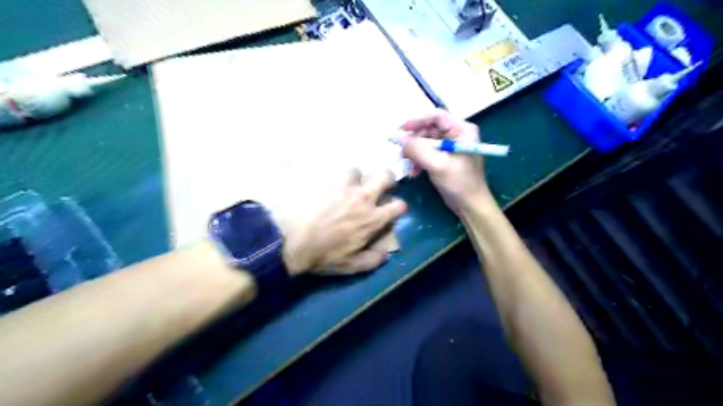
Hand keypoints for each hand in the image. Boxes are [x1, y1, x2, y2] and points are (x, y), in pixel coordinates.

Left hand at [282, 169, 405, 277]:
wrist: (288, 238)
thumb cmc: (320, 254)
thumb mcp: (349, 266)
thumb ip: (372, 260)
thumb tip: (386, 254)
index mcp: (371, 218)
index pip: (397, 206)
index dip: (399, 206)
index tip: (394, 208)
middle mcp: (362, 197)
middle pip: (385, 176)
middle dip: (387, 179)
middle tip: (378, 185)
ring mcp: (343, 184)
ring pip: (357, 169)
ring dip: (353, 178)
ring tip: (342, 185)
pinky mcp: (323, 176)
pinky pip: (331, 167)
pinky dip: (330, 174)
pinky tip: (322, 181)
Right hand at [397, 109, 493, 214]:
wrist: (471, 206)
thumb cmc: (459, 183)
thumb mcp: (437, 165)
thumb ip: (417, 150)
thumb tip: (398, 138)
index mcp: (462, 130)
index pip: (436, 116)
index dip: (416, 120)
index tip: (400, 130)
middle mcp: (458, 134)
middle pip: (430, 129)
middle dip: (414, 140)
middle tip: (401, 151)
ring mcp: (452, 146)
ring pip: (427, 142)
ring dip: (415, 152)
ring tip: (407, 165)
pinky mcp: (446, 158)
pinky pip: (428, 153)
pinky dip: (419, 160)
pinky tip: (414, 171)